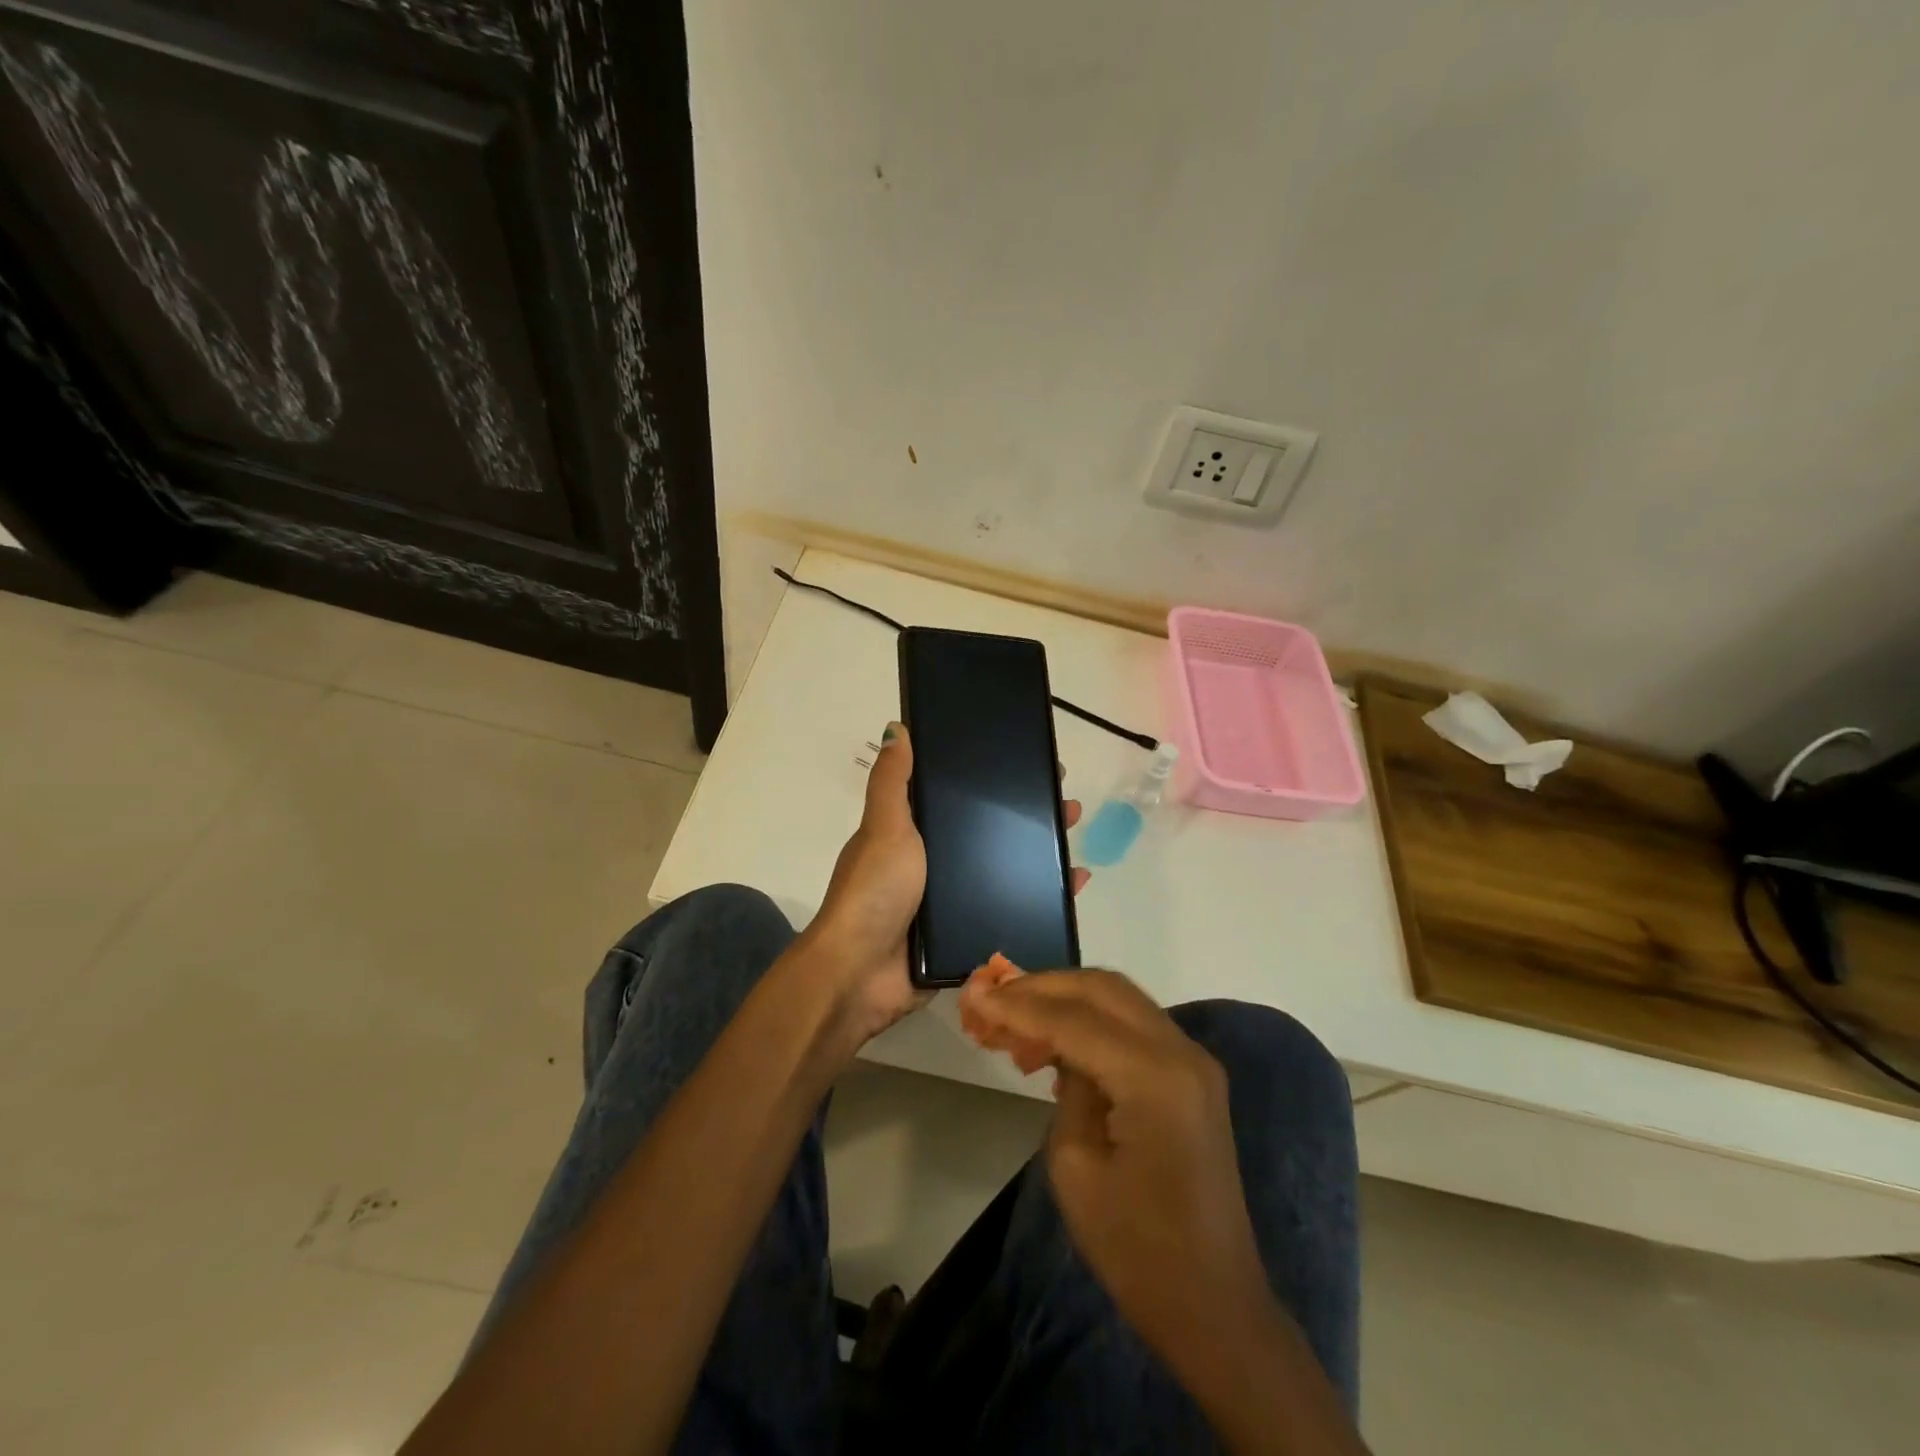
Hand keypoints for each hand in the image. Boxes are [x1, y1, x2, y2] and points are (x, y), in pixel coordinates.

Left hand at [803, 724, 1086, 1046]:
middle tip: (1067, 804)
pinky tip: (1073, 887)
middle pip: (990, 834)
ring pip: (1005, 871)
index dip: (993, 781)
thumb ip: (892, 782)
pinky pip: (1011, 911)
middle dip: (1028, 818)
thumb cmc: (874, 892)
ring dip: (1040, 856)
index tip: (1031, 766)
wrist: (862, 975)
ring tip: (1074, 842)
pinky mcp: (967, 937)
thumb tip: (896, 727)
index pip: (959, 798)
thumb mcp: (884, 828)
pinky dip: (1041, 899)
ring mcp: (950, 903)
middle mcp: (933, 865)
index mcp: (912, 835)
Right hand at [961, 970, 1271, 1365]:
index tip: (974, 996)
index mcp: (1155, 1076)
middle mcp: (1182, 1051)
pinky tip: (1055, 1042)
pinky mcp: (1192, 1076)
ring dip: (1066, 999)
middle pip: (1103, 989)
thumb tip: (1059, 1047)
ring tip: (1015, 1018)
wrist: (1213, 1305)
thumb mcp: (1076, 1166)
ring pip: (1120, 999)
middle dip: (1044, 987)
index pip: (1075, 1019)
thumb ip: (1067, 1087)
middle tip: (995, 997)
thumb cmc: (1136, 1249)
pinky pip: (1134, 1026)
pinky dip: (1092, 1021)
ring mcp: (1194, 1060)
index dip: (1019, 1005)